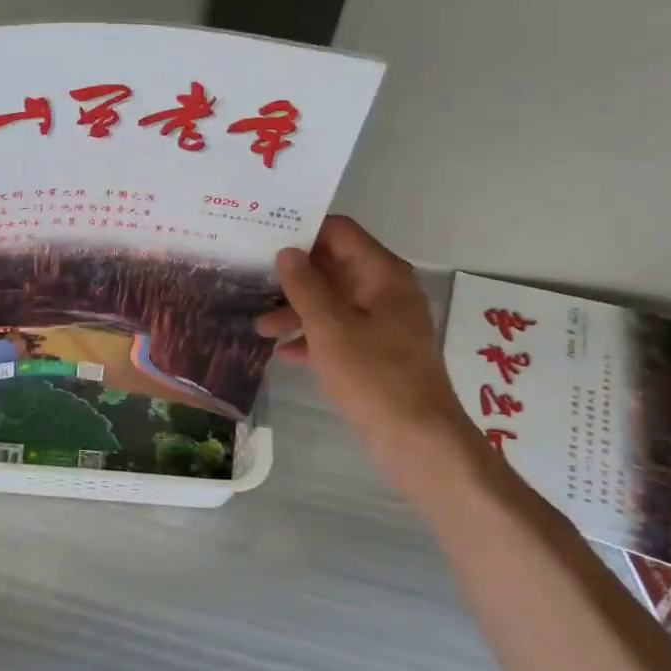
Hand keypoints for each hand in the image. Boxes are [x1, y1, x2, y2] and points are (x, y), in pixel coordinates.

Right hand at [256, 216, 479, 484]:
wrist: (418, 440)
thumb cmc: (374, 376)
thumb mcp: (330, 328)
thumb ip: (305, 286)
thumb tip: (287, 252)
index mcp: (382, 274)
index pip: (340, 232)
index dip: (303, 231)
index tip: (264, 237)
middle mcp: (385, 290)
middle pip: (334, 266)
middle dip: (293, 276)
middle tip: (252, 278)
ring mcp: (384, 322)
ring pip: (334, 302)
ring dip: (298, 310)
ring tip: (259, 327)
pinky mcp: (378, 352)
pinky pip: (341, 331)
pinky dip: (314, 336)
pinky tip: (283, 352)